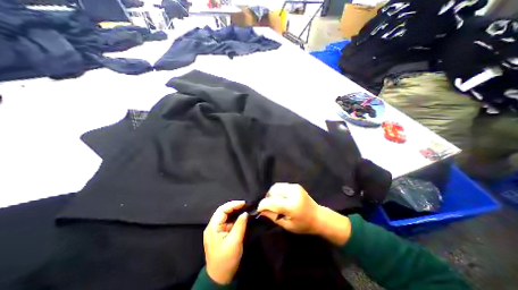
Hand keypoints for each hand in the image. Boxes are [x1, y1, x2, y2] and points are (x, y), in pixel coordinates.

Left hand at [203, 201, 247, 283]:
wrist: (219, 278)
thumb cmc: (226, 260)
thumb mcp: (235, 242)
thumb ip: (240, 225)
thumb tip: (245, 213)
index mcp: (213, 228)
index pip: (222, 210)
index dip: (233, 204)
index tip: (244, 203)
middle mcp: (212, 227)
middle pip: (222, 211)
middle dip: (233, 206)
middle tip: (245, 205)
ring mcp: (215, 230)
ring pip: (224, 216)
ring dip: (234, 212)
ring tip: (243, 209)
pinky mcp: (219, 234)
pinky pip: (226, 222)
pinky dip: (233, 218)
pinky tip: (240, 218)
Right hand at [256, 183, 349, 244]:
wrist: (318, 216)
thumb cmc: (303, 225)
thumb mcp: (287, 225)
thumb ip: (273, 216)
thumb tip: (261, 211)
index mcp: (292, 206)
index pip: (272, 202)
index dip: (263, 205)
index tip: (259, 210)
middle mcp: (293, 193)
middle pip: (273, 191)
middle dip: (267, 199)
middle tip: (268, 207)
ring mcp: (295, 187)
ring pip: (276, 186)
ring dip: (271, 194)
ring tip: (273, 202)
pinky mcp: (295, 185)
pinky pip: (281, 186)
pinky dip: (277, 191)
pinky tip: (280, 198)